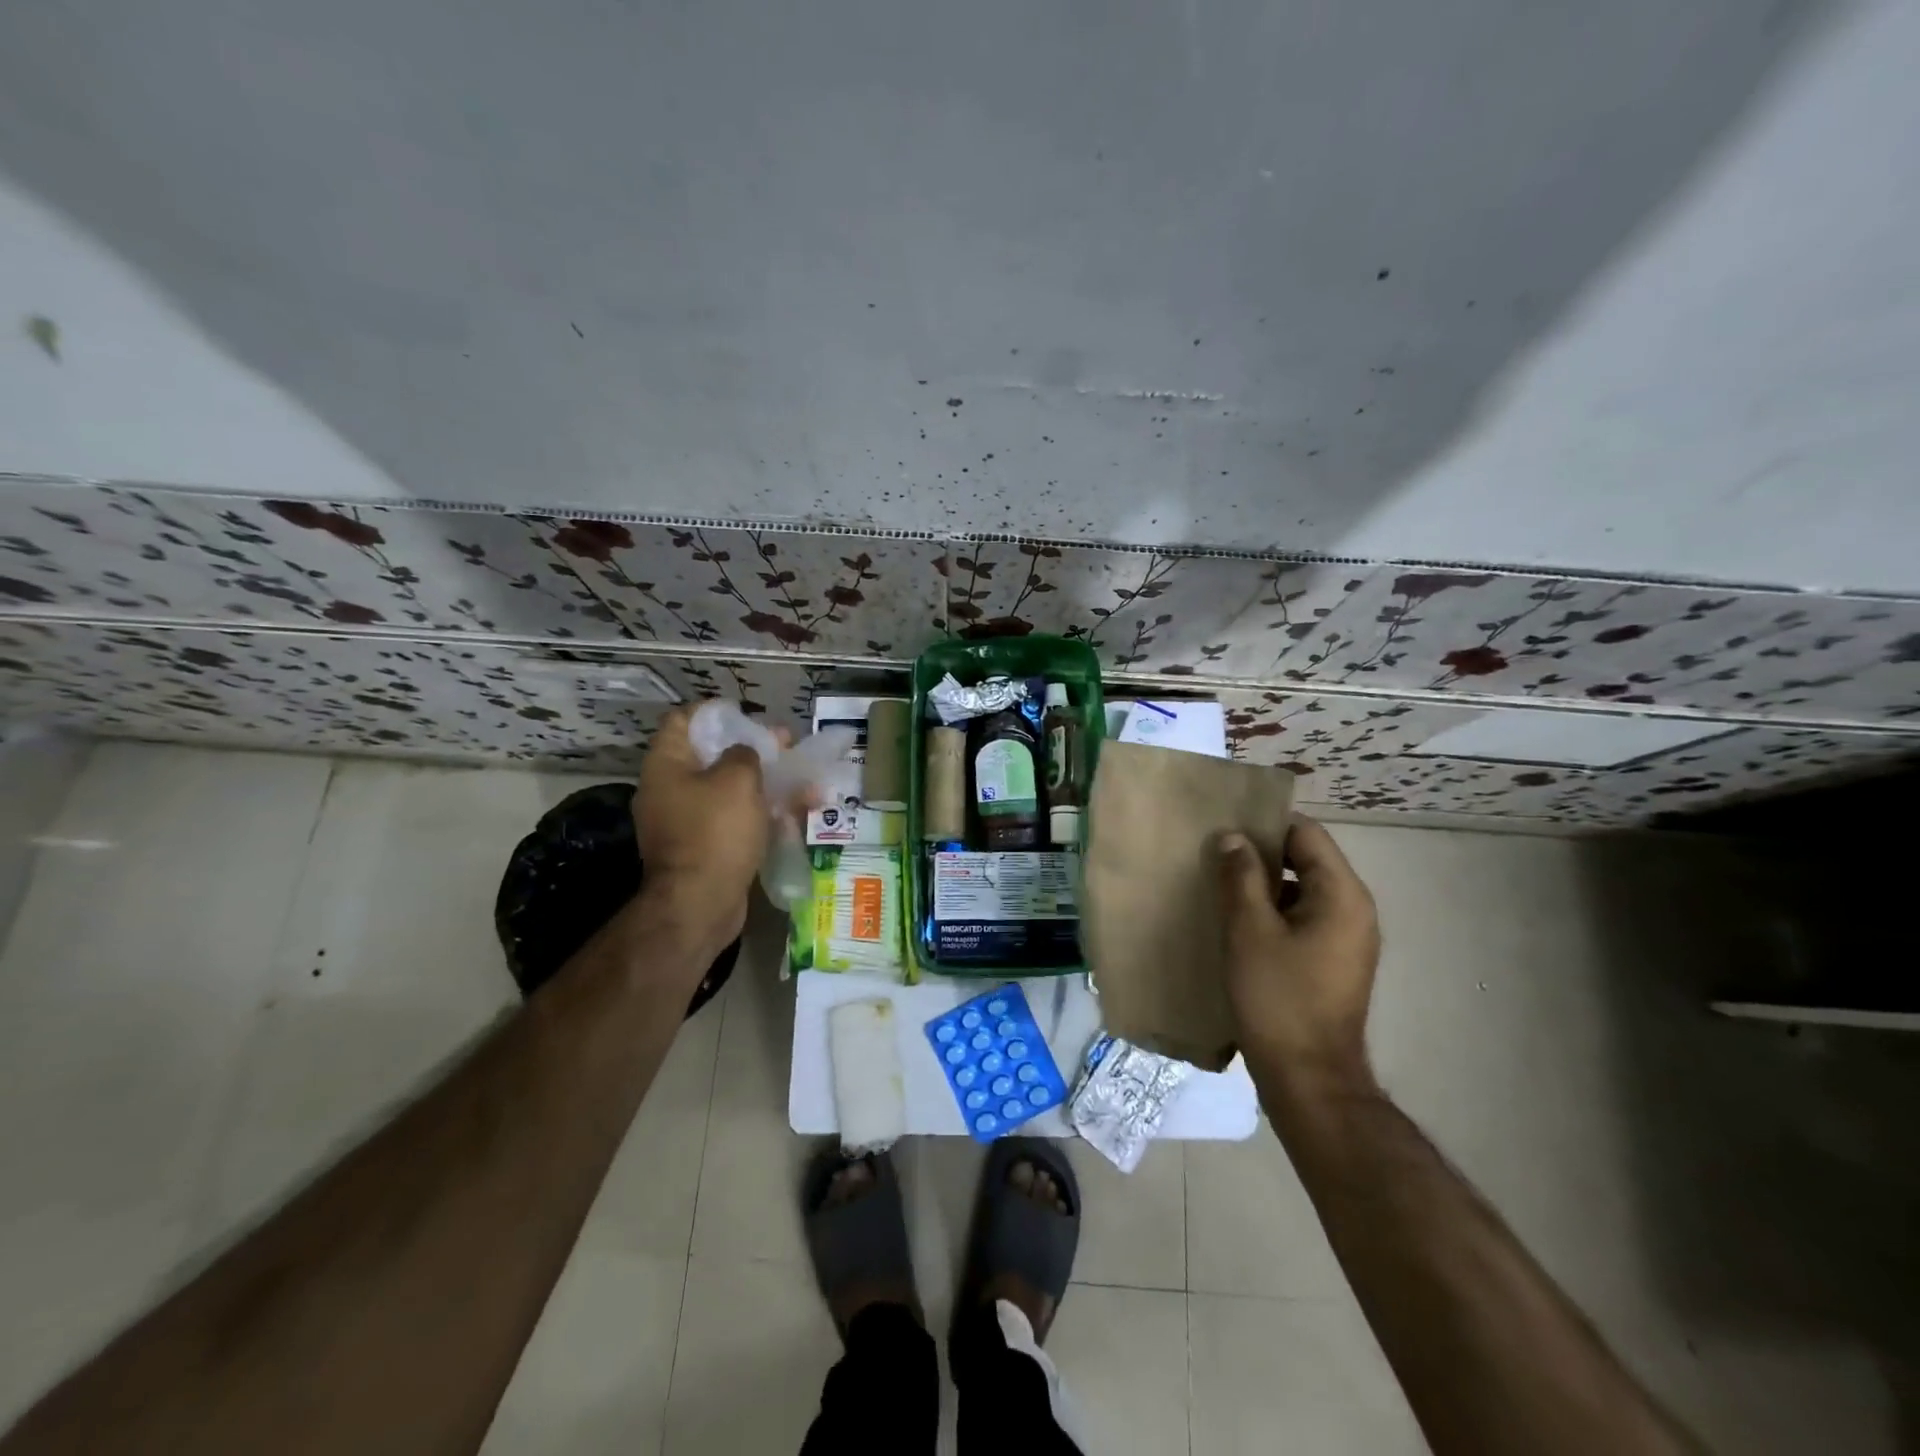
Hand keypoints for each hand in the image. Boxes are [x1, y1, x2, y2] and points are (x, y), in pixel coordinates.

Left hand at [633, 706, 770, 947]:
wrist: (700, 904)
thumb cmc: (715, 832)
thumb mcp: (737, 779)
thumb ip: (745, 753)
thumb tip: (745, 752)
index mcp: (667, 765)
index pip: (684, 720)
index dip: (716, 712)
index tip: (749, 715)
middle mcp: (669, 789)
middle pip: (710, 755)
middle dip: (750, 748)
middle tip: (785, 746)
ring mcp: (684, 821)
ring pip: (726, 789)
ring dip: (761, 781)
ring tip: (799, 779)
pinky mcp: (702, 847)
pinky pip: (731, 818)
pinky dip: (758, 811)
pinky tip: (790, 812)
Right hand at [1217, 817, 1380, 1091]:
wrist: (1307, 1078)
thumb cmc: (1278, 998)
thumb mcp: (1249, 930)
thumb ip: (1240, 876)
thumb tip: (1232, 837)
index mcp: (1342, 894)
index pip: (1306, 834)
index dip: (1265, 824)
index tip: (1223, 826)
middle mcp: (1354, 910)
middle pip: (1306, 860)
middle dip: (1260, 854)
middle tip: (1213, 854)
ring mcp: (1346, 938)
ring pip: (1302, 891)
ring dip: (1263, 885)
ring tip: (1218, 884)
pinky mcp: (1333, 962)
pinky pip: (1302, 918)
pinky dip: (1272, 912)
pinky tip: (1236, 922)